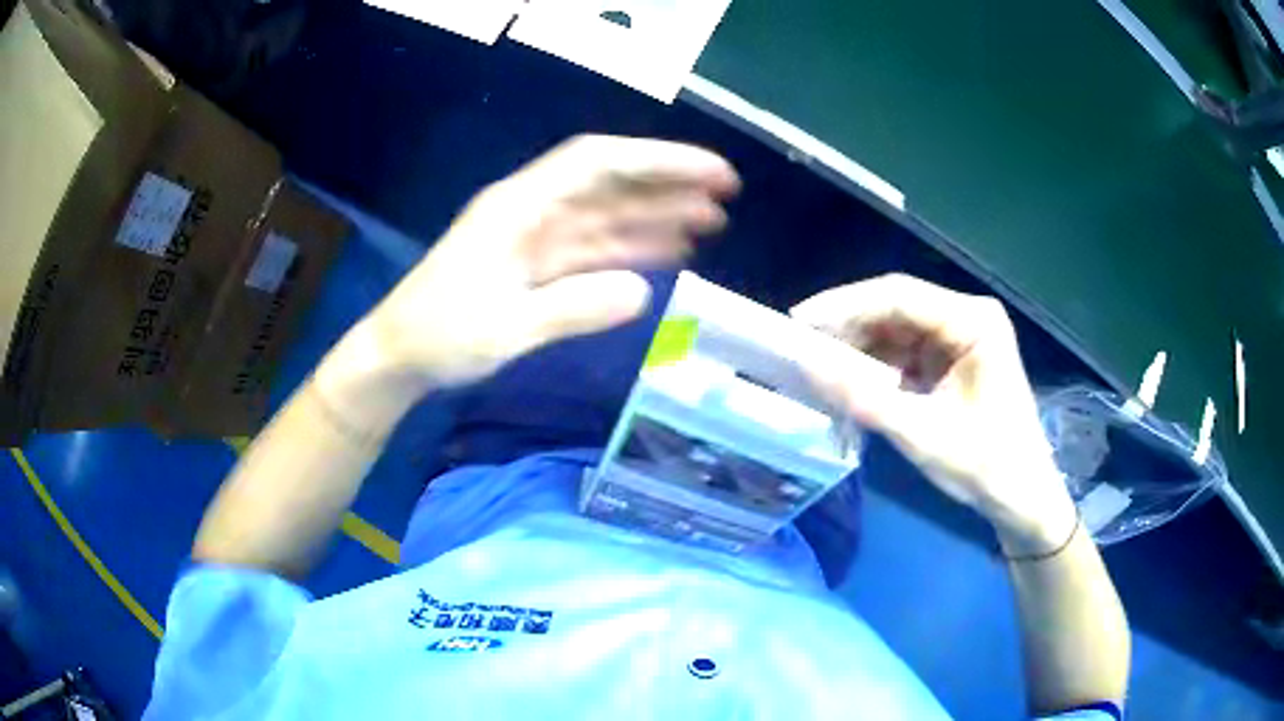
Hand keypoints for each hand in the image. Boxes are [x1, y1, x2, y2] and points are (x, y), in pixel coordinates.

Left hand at [355, 135, 738, 391]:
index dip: (658, 160)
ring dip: (656, 216)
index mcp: (518, 207)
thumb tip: (643, 293)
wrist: (398, 357)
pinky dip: (629, 249)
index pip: (598, 163)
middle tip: (724, 198)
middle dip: (668, 184)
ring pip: (606, 216)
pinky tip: (664, 254)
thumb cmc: (439, 336)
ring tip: (708, 225)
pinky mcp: (535, 265)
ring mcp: (534, 238)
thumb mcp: (505, 328)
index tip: (711, 172)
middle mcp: (531, 210)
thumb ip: (571, 309)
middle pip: (609, 183)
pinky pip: (592, 249)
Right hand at [791, 274, 1076, 552]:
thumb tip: (807, 365)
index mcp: (973, 321)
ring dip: (860, 347)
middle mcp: (967, 317)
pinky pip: (905, 351)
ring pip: (896, 329)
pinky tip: (850, 381)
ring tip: (817, 365)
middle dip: (848, 326)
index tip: (798, 323)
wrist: (1022, 497)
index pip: (898, 297)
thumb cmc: (985, 466)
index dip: (844, 305)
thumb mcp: (922, 435)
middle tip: (801, 346)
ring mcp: (960, 337)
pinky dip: (876, 366)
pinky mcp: (953, 359)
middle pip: (895, 308)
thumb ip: (864, 400)